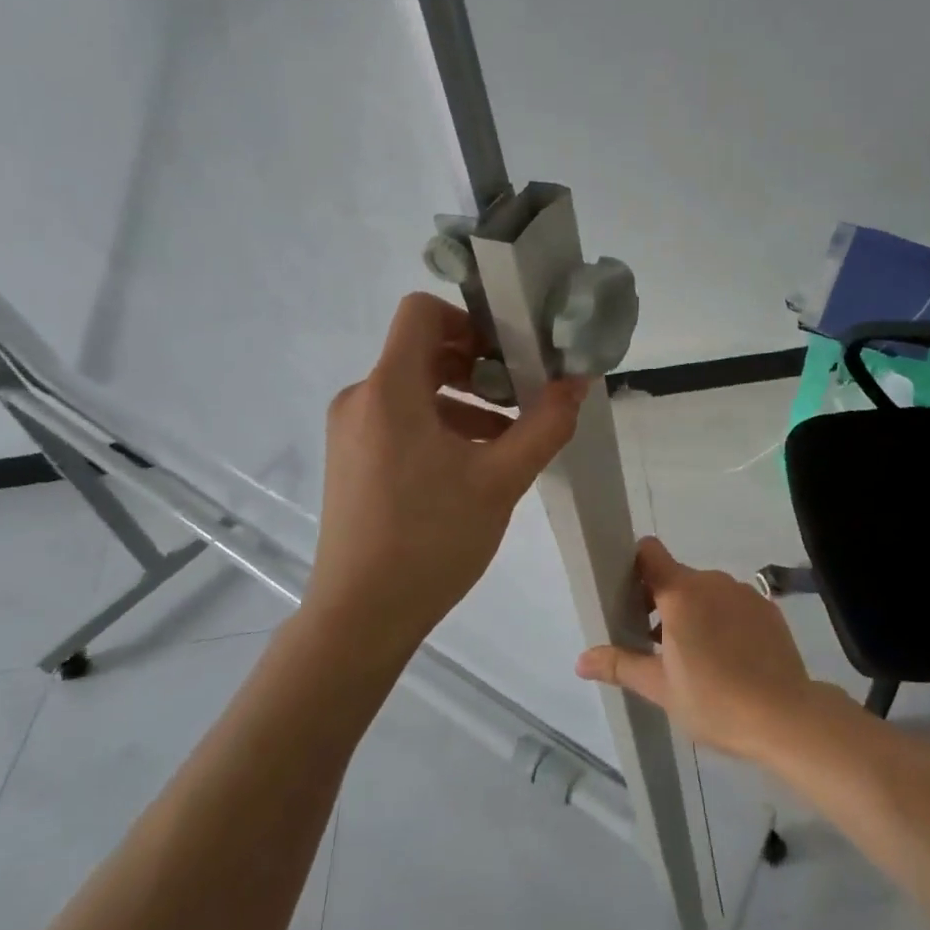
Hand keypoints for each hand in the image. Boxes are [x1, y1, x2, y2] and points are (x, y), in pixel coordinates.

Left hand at [308, 293, 589, 657]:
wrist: (359, 619)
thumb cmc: (430, 539)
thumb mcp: (501, 479)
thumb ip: (546, 423)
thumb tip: (577, 382)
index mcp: (389, 389)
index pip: (422, 311)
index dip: (470, 318)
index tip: (510, 352)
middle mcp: (362, 398)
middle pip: (424, 349)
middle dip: (479, 364)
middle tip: (522, 393)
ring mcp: (352, 430)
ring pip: (416, 387)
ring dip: (466, 398)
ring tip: (509, 435)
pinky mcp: (353, 458)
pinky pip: (402, 418)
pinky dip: (442, 424)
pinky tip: (476, 462)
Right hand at [575, 538, 818, 761]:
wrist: (786, 717)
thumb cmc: (715, 701)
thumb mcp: (661, 688)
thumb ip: (621, 665)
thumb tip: (580, 660)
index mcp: (681, 593)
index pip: (649, 552)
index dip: (635, 567)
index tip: (629, 598)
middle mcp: (712, 581)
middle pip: (676, 577)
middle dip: (661, 602)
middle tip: (656, 645)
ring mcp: (743, 592)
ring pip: (706, 591)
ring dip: (693, 612)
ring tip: (694, 658)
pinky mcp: (767, 608)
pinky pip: (733, 604)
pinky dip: (723, 620)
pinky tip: (729, 659)